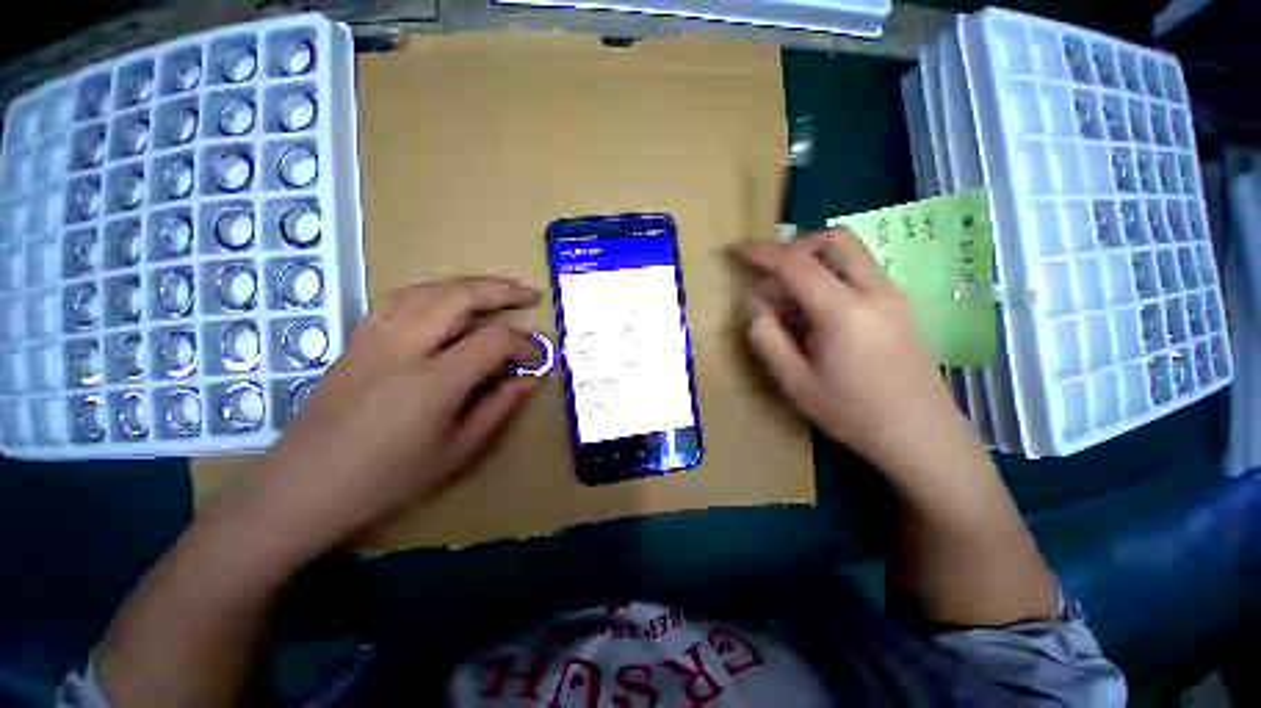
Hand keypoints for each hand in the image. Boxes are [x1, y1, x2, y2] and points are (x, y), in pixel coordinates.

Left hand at [242, 276, 544, 559]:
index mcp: (433, 382)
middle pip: (460, 295)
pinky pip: (402, 299)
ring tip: (498, 290)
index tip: (537, 357)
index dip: (524, 343)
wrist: (303, 487)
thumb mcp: (458, 449)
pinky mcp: (358, 338)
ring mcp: (375, 337)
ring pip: (430, 289)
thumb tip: (531, 378)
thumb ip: (499, 406)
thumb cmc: (388, 479)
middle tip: (530, 293)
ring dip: (471, 284)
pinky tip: (449, 300)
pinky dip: (436, 292)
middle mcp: (404, 347)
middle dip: (502, 290)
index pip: (494, 340)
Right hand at [736, 229, 977, 479]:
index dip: (764, 253)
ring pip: (850, 254)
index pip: (798, 265)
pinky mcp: (899, 306)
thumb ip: (768, 339)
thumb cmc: (854, 414)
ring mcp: (893, 296)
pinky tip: (816, 311)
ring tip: (790, 299)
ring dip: (814, 261)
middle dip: (797, 245)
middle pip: (836, 240)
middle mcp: (875, 291)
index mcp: (845, 312)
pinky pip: (859, 272)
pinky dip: (830, 276)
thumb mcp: (795, 383)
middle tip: (773, 272)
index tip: (740, 249)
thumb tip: (757, 309)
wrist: (922, 437)